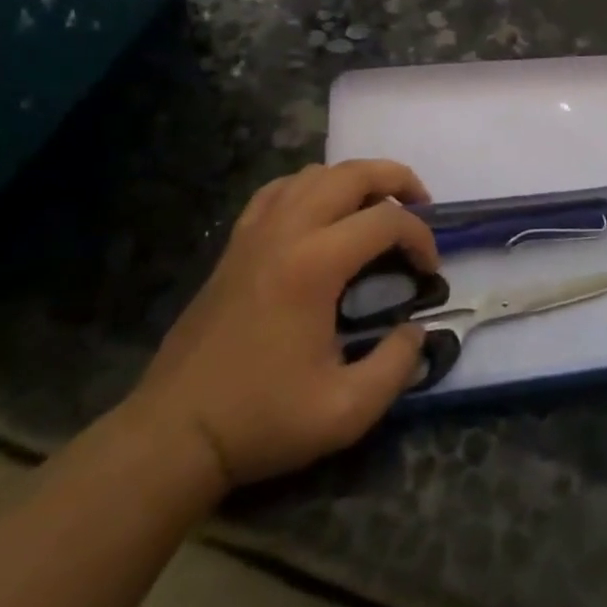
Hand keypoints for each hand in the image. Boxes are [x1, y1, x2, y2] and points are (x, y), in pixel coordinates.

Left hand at [127, 160, 436, 495]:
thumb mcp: (345, 411)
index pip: (385, 221)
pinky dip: (311, 186)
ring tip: (377, 207)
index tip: (430, 270)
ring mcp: (255, 232)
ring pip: (314, 173)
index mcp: (314, 264)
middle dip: (396, 180)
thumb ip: (396, 366)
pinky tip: (321, 211)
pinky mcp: (235, 244)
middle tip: (421, 206)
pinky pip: (278, 190)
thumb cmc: (261, 420)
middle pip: (351, 174)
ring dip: (355, 179)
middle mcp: (286, 232)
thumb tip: (417, 331)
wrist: (176, 432)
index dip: (420, 237)